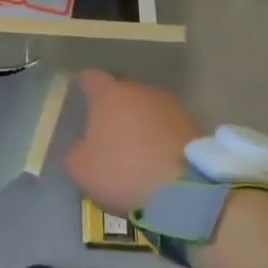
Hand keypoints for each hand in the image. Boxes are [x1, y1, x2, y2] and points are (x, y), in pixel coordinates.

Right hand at [65, 70, 198, 215]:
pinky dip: (158, 136)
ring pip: (146, 107)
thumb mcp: (80, 168)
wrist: (184, 190)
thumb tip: (82, 146)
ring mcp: (170, 106)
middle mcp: (139, 90)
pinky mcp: (193, 125)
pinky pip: (166, 125)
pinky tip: (155, 156)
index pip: (90, 77)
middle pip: (121, 90)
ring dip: (139, 120)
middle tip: (105, 127)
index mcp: (108, 94)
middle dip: (113, 105)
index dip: (83, 85)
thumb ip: (75, 151)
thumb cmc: (122, 171)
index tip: (78, 94)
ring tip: (133, 145)